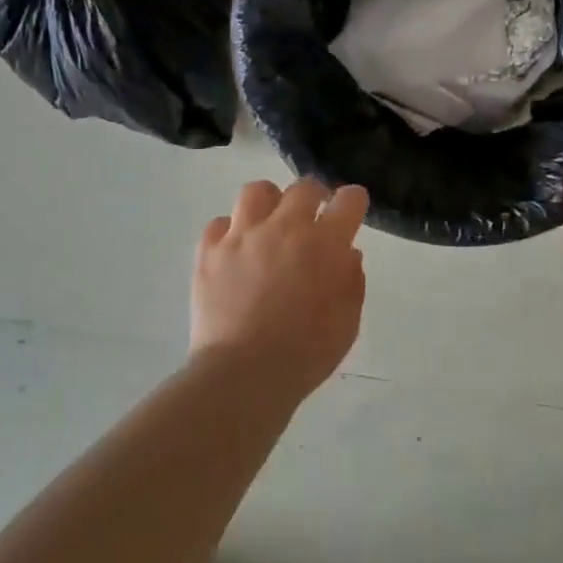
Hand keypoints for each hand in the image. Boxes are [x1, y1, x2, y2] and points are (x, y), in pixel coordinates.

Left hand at [191, 178, 368, 400]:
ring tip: (270, 222)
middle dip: (315, 195)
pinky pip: (219, 223)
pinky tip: (236, 250)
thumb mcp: (347, 321)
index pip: (348, 200)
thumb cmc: (306, 353)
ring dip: (270, 202)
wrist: (244, 374)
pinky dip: (231, 231)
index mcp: (324, 243)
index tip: (351, 209)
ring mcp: (242, 236)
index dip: (353, 201)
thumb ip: (351, 281)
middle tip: (314, 214)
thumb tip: (346, 254)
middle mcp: (284, 227)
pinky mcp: (209, 252)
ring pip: (257, 192)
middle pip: (304, 188)